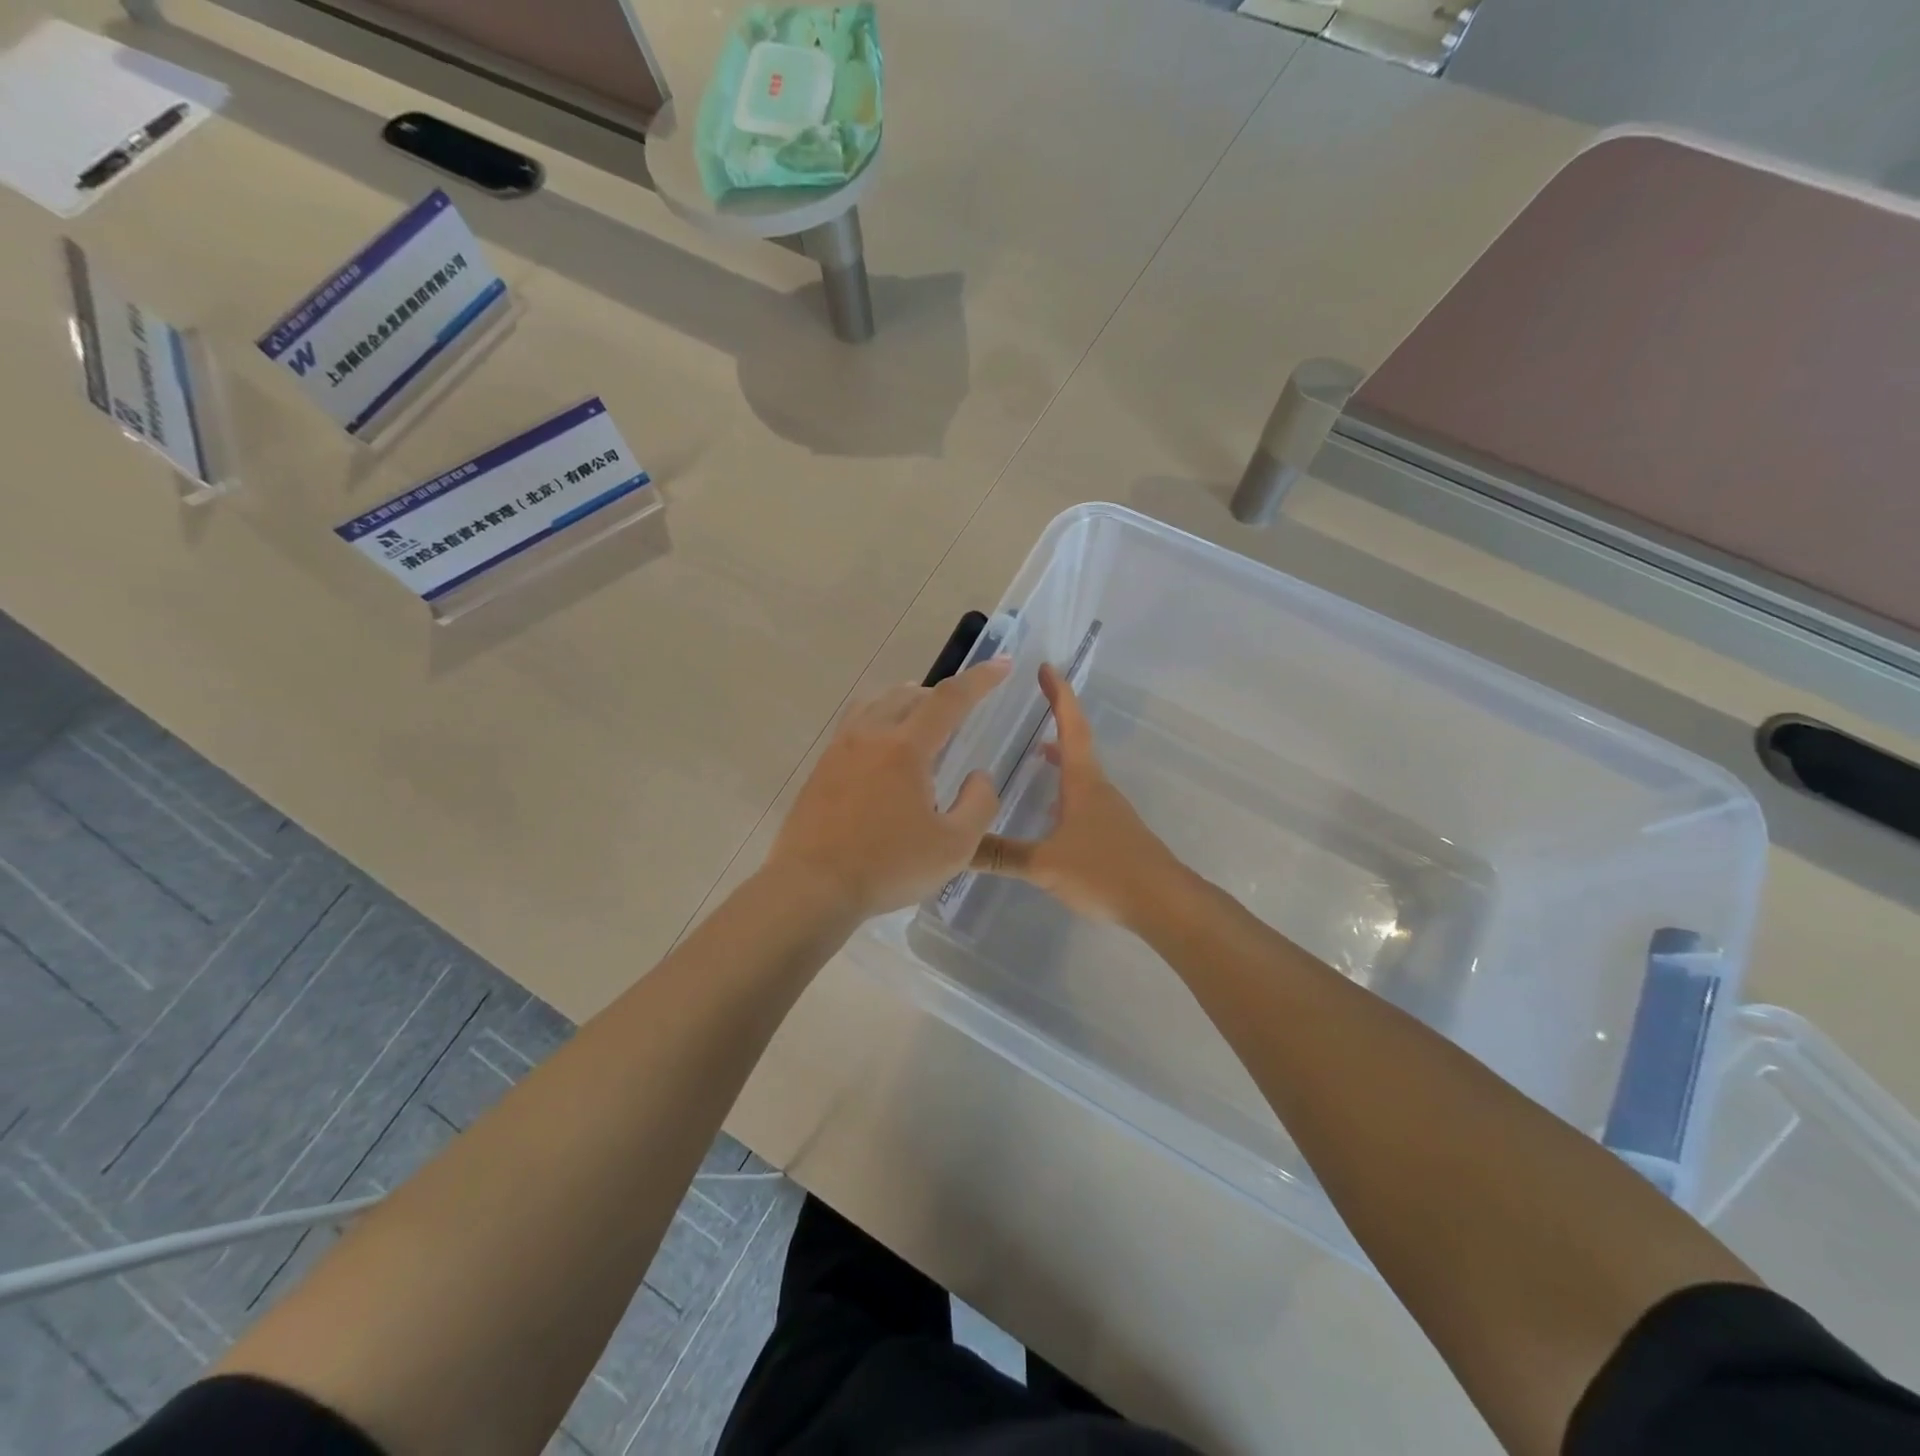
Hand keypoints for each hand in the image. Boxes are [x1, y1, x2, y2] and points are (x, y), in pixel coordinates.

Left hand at [766, 659, 1009, 918]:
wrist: (812, 888)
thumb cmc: (888, 867)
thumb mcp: (955, 847)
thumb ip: (979, 804)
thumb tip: (978, 776)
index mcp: (906, 748)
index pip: (950, 698)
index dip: (980, 679)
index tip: (1002, 665)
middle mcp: (870, 736)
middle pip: (909, 694)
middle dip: (941, 694)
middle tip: (961, 709)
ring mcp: (839, 749)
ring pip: (876, 704)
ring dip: (906, 702)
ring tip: (921, 722)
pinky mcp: (821, 768)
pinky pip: (855, 725)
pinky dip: (879, 722)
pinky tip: (882, 753)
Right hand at [970, 664, 1183, 924]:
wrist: (1163, 903)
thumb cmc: (1105, 871)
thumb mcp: (1045, 864)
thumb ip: (1001, 856)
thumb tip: (956, 848)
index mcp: (1083, 783)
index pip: (1071, 727)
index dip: (1058, 696)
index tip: (1046, 668)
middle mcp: (1098, 789)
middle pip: (1077, 745)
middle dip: (1056, 722)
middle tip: (1034, 706)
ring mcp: (1110, 812)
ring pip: (1081, 774)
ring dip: (1061, 758)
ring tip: (1036, 755)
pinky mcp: (1115, 835)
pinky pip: (1084, 800)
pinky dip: (1065, 790)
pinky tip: (1052, 813)